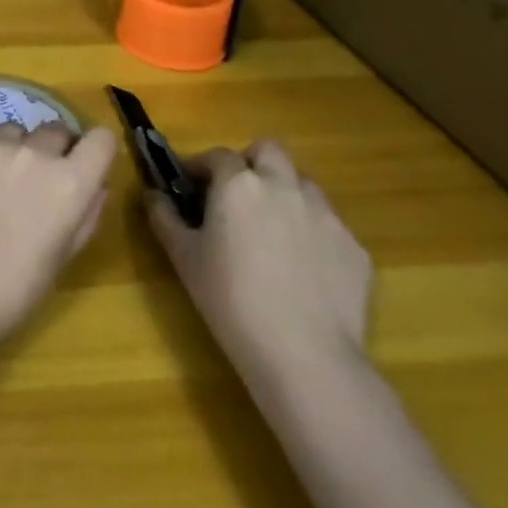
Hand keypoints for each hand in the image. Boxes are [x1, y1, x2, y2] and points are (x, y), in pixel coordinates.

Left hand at [0, 123, 115, 349]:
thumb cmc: (12, 291)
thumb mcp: (63, 258)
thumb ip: (86, 214)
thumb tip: (96, 183)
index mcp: (69, 183)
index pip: (101, 139)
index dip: (95, 150)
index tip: (84, 164)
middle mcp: (33, 152)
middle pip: (55, 130)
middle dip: (53, 150)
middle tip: (35, 182)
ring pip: (12, 132)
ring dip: (12, 151)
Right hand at [146, 140, 372, 393]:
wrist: (306, 356)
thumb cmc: (231, 300)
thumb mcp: (183, 258)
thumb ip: (164, 217)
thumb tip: (152, 195)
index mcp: (239, 184)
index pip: (217, 155)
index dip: (201, 166)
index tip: (190, 186)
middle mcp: (284, 186)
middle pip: (268, 151)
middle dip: (250, 163)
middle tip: (236, 195)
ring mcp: (326, 215)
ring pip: (303, 184)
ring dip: (284, 193)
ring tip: (271, 230)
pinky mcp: (355, 248)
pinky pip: (329, 225)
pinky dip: (312, 233)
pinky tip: (303, 269)